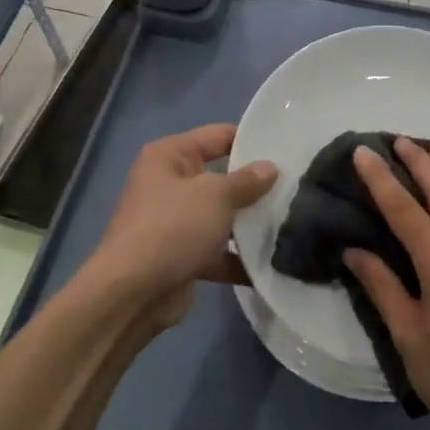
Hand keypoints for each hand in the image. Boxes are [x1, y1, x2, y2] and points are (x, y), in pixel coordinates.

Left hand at [91, 124, 276, 328]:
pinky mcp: (182, 256)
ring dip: (249, 224)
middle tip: (296, 186)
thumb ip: (247, 181)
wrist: (134, 293)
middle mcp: (169, 184)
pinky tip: (273, 263)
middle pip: (221, 177)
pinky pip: (217, 251)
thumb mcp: (216, 196)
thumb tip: (270, 168)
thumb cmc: (173, 228)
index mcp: (169, 156)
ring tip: (292, 223)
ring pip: (221, 216)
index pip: (217, 135)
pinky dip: (239, 258)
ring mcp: (174, 222)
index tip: (287, 147)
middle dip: (255, 185)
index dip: (251, 139)